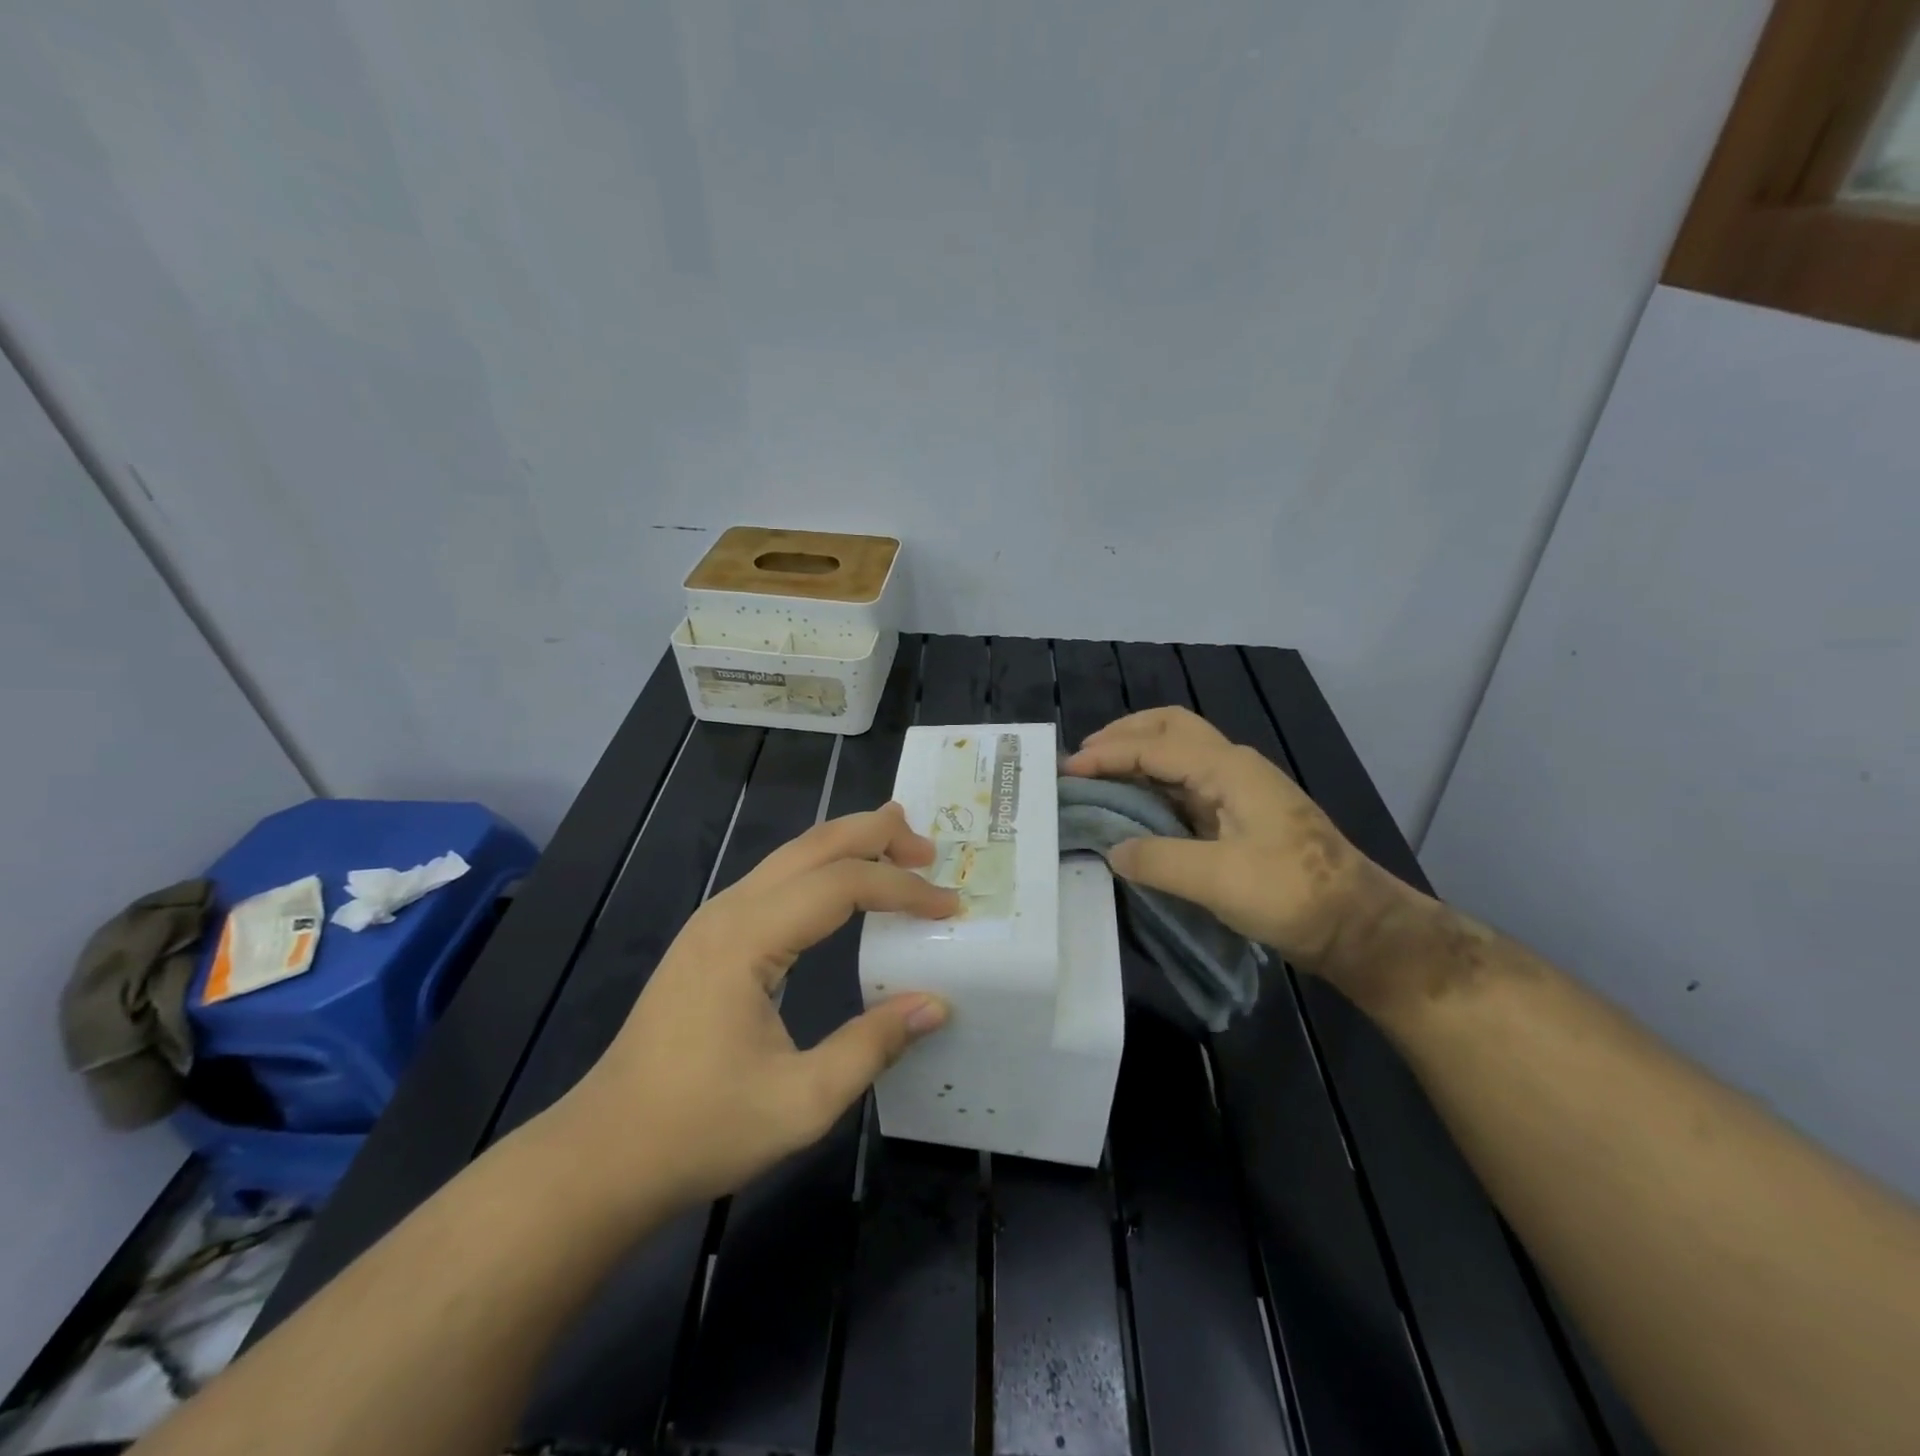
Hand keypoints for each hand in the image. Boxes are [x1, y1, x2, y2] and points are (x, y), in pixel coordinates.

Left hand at [556, 804, 957, 1210]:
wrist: (604, 1154)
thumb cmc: (700, 1129)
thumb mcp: (801, 1101)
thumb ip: (872, 1046)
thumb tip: (936, 1004)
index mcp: (747, 938)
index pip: (842, 884)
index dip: (902, 889)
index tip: (950, 906)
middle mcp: (729, 911)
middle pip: (813, 846)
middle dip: (875, 835)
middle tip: (929, 848)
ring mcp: (714, 920)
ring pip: (791, 856)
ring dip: (848, 846)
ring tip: (899, 849)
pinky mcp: (709, 938)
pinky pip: (776, 881)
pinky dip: (822, 870)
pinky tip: (843, 887)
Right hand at [1063, 707, 1412, 1002]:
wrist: (1357, 925)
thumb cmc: (1293, 895)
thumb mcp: (1219, 881)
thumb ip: (1158, 860)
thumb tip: (1113, 850)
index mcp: (1229, 769)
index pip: (1155, 747)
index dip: (1107, 755)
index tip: (1067, 771)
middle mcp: (1232, 767)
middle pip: (1171, 727)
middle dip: (1124, 734)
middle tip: (1084, 757)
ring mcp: (1238, 789)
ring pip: (1180, 751)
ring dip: (1138, 754)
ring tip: (1100, 774)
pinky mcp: (1239, 814)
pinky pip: (1185, 782)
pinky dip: (1153, 781)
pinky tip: (1134, 803)